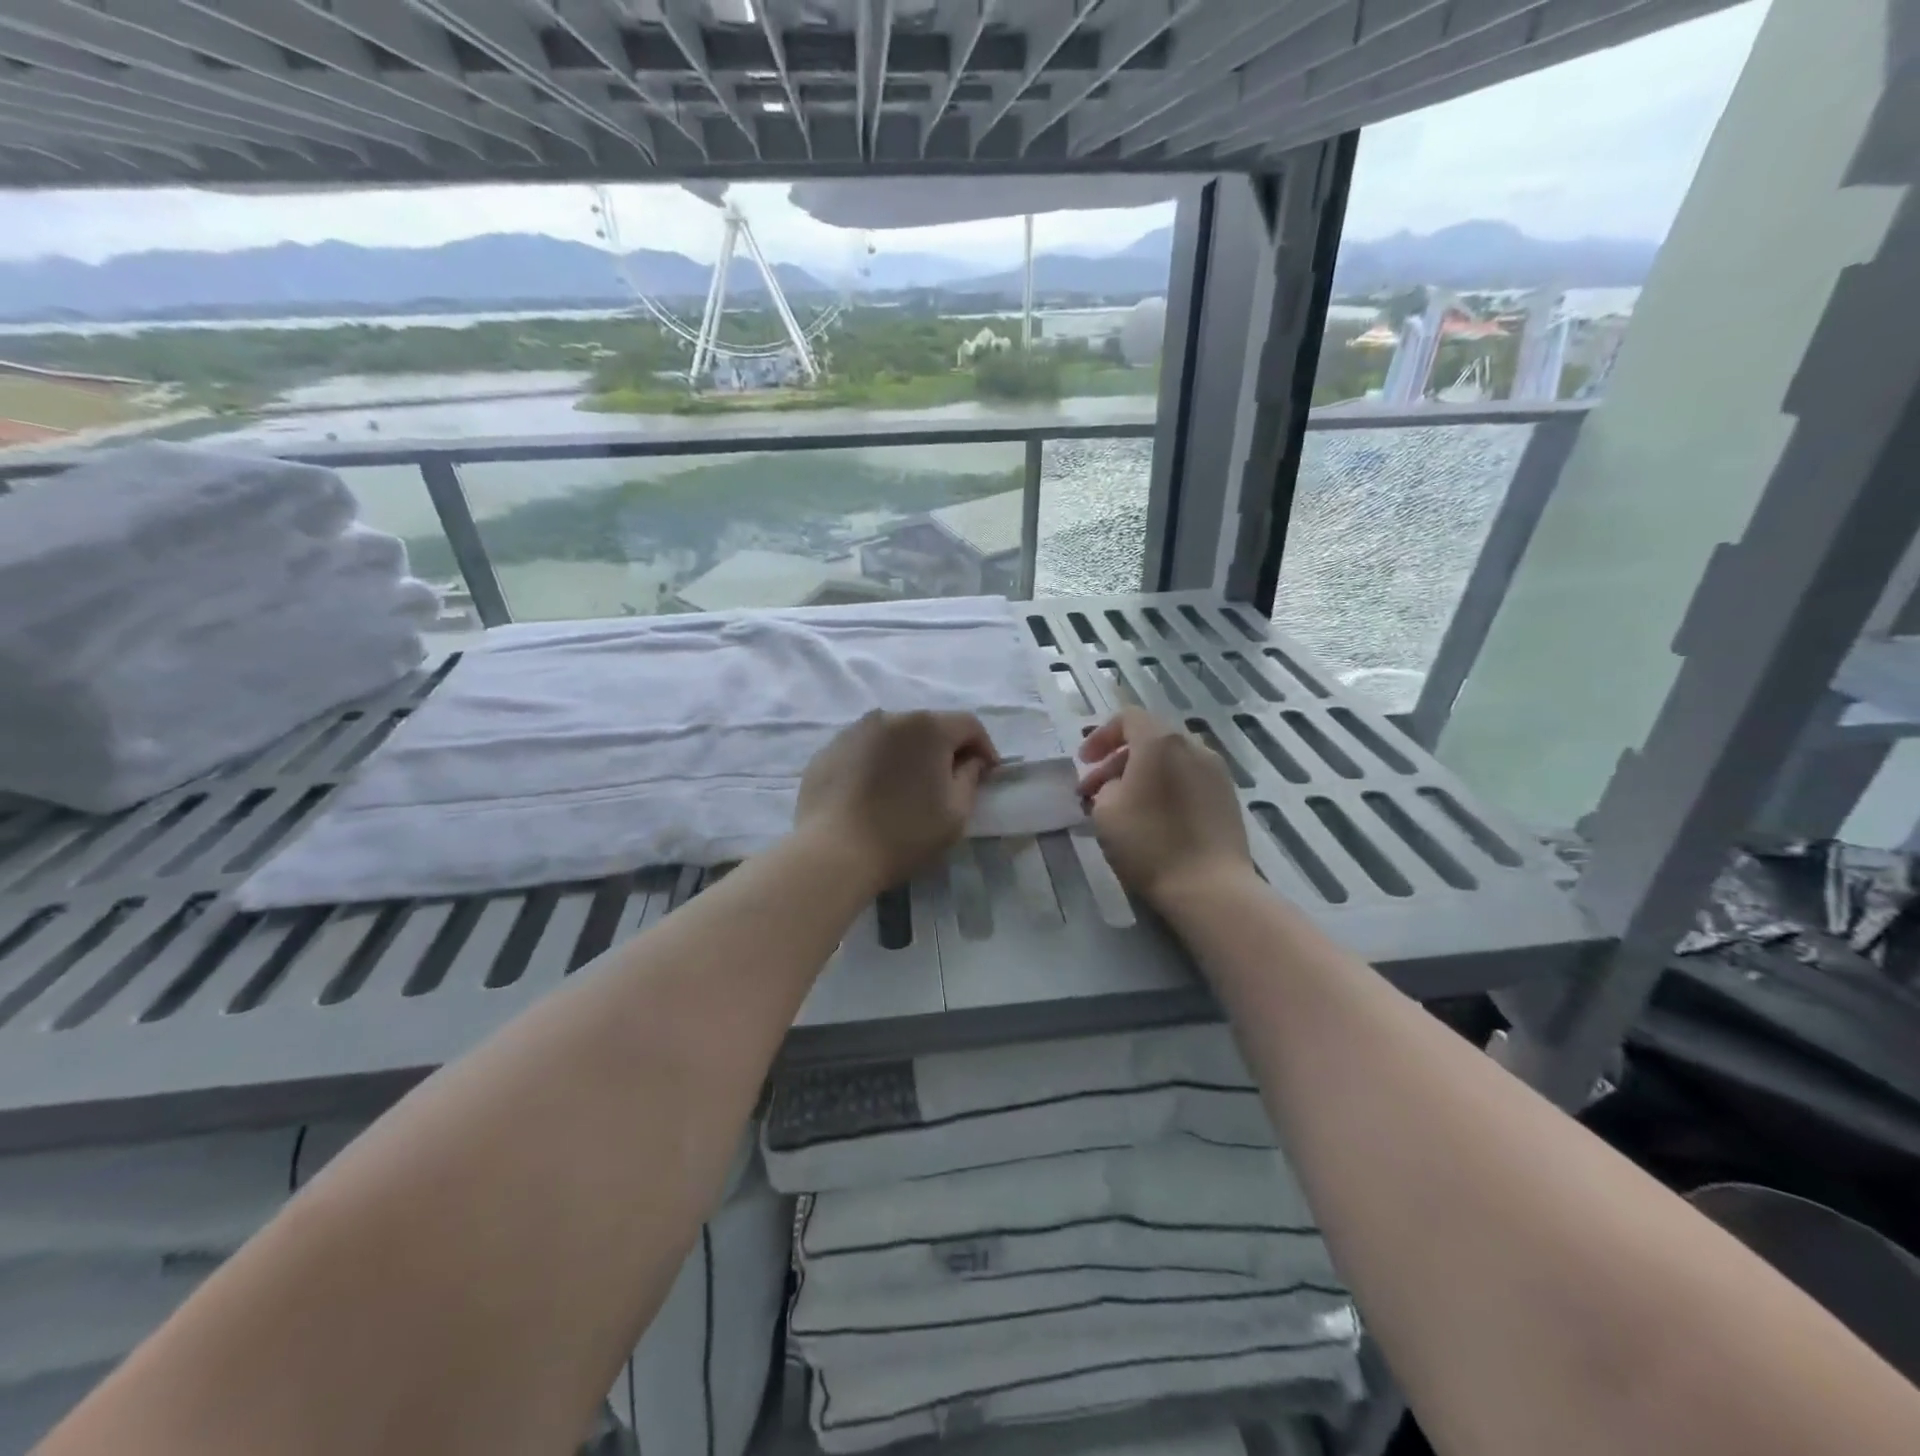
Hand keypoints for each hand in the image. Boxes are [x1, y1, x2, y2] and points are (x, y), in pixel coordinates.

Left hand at [795, 710, 997, 894]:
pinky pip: (864, 750)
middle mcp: (889, 717)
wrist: (833, 853)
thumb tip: (971, 760)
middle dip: (944, 749)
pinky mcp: (827, 751)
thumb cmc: (904, 833)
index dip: (984, 747)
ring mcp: (853, 731)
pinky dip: (877, 764)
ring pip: (894, 737)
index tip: (987, 773)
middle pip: (929, 727)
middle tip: (949, 781)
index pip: (968, 724)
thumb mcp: (955, 813)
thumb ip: (970, 777)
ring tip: (907, 787)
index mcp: (927, 727)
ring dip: (908, 755)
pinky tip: (873, 794)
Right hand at [1078, 709, 1256, 908]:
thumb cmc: (1149, 843)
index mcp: (1161, 742)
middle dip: (1118, 759)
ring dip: (1142, 774)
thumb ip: (1105, 785)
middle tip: (1095, 790)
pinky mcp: (1228, 796)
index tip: (1084, 763)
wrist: (1210, 887)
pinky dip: (1166, 786)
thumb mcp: (1106, 811)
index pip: (1127, 718)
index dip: (1100, 736)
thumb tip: (1116, 784)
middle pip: (1150, 738)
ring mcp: (1216, 771)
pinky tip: (1153, 817)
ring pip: (1170, 760)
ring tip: (1123, 805)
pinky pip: (1188, 778)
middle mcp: (1193, 746)